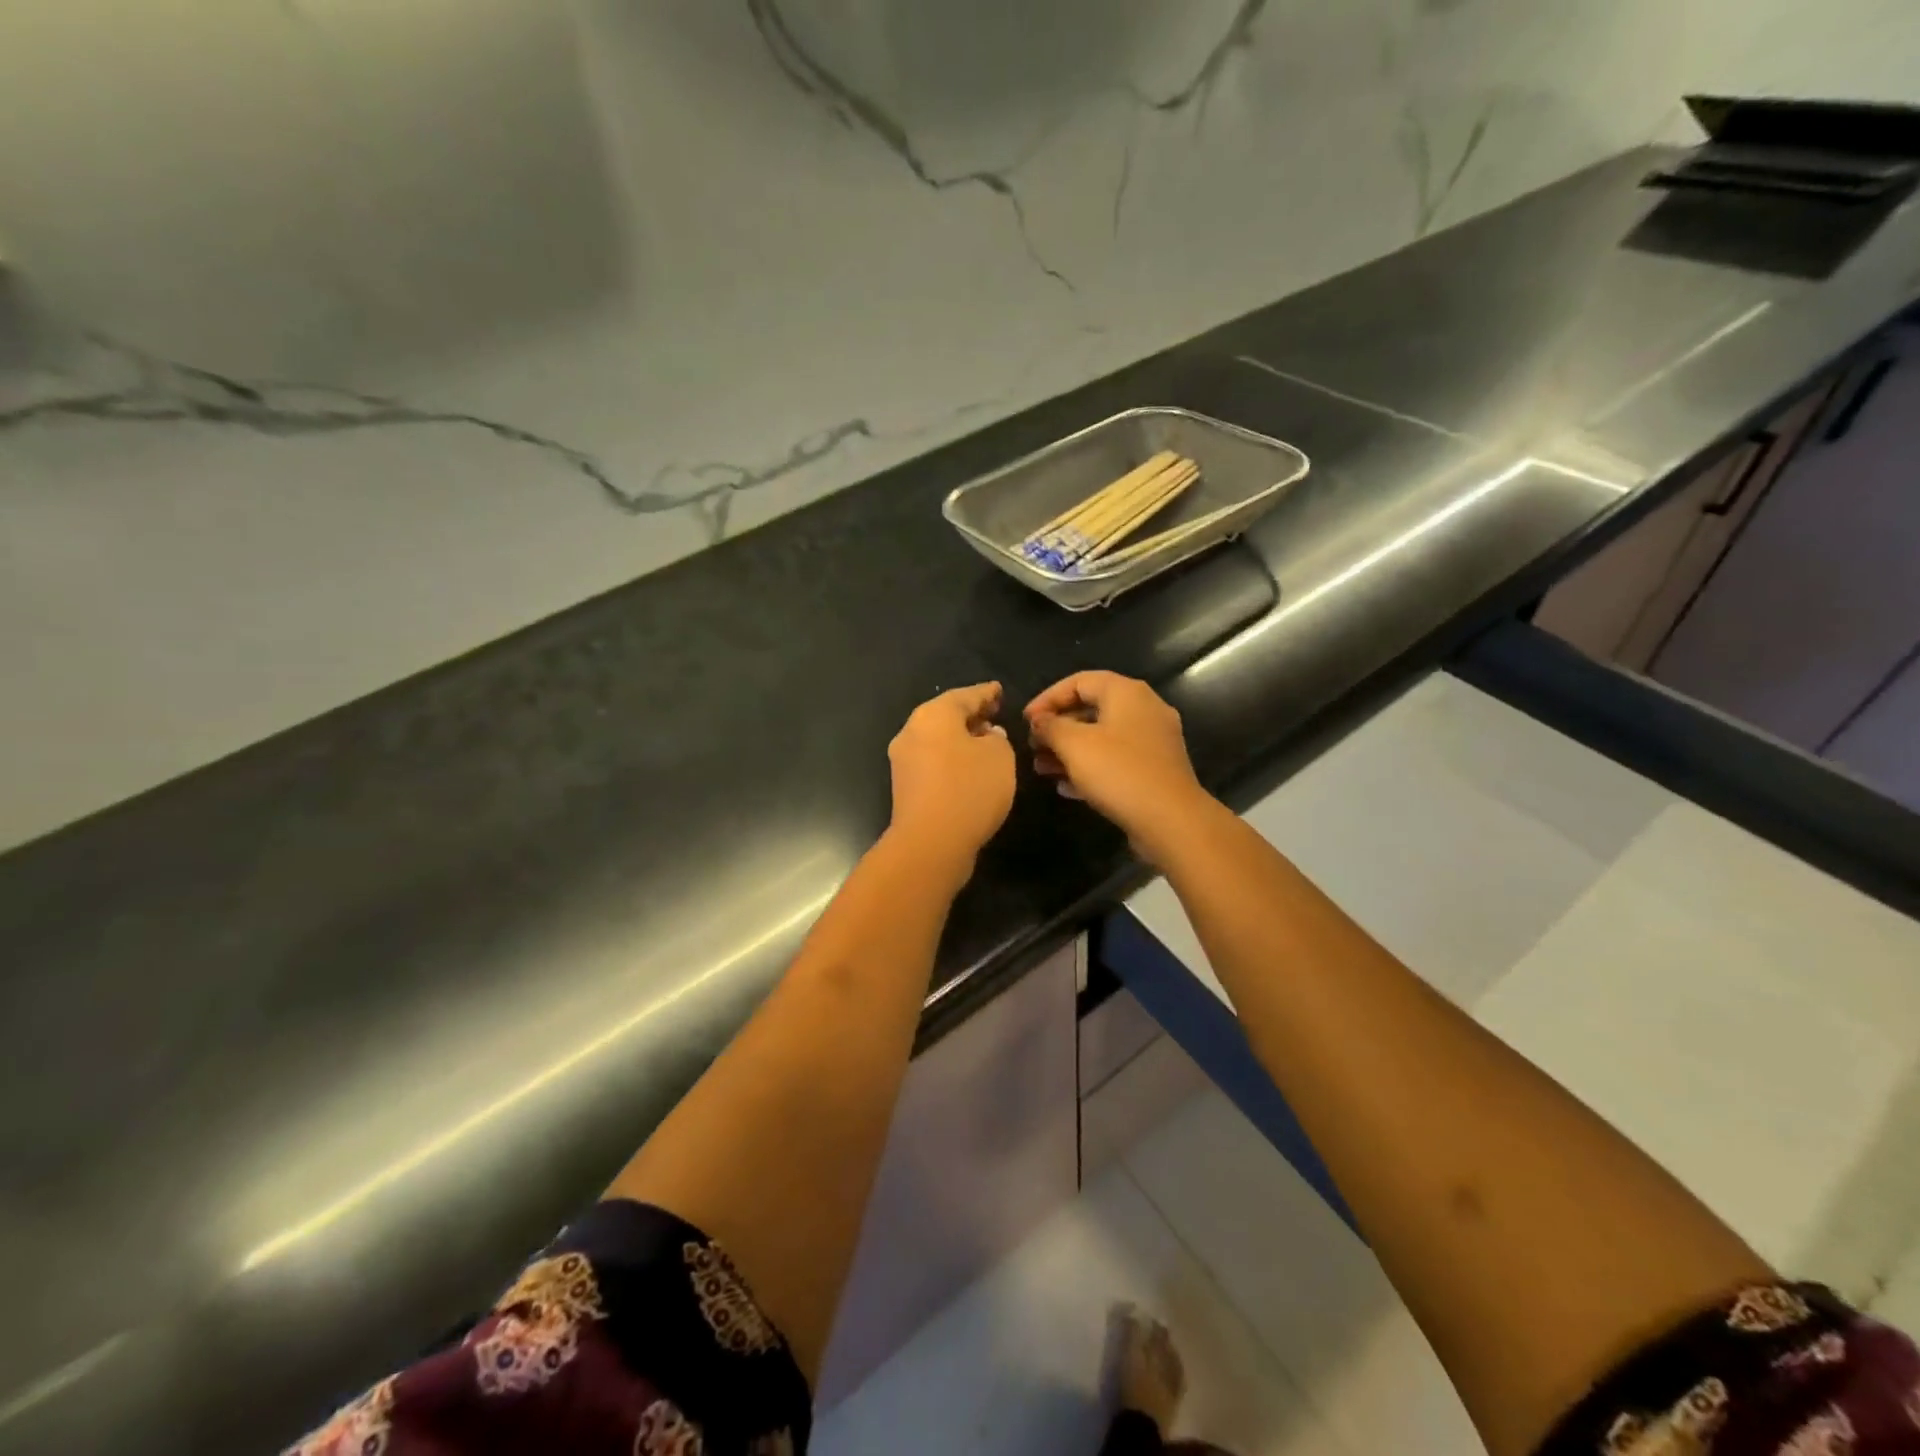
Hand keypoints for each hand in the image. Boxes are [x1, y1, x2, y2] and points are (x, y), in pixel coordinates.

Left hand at [887, 683, 1016, 879]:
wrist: (930, 843)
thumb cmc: (969, 790)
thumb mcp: (1000, 756)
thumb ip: (997, 738)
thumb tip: (986, 736)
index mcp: (933, 715)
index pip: (965, 695)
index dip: (986, 693)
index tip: (999, 691)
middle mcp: (912, 731)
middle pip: (946, 716)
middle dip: (971, 715)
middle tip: (994, 714)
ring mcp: (903, 760)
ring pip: (937, 740)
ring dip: (960, 739)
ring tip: (986, 743)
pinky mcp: (904, 787)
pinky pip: (933, 762)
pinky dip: (951, 759)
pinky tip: (970, 769)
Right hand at [1025, 672, 1215, 866]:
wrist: (1171, 820)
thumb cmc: (1118, 772)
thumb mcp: (1074, 745)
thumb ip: (1050, 727)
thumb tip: (1039, 720)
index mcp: (1126, 693)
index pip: (1079, 681)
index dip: (1047, 698)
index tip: (1024, 721)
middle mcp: (1144, 709)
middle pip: (1091, 709)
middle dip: (1057, 728)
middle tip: (1032, 747)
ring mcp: (1153, 741)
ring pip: (1102, 738)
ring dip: (1069, 751)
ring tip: (1042, 769)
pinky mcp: (1155, 769)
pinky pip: (1116, 760)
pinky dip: (1090, 768)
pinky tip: (1066, 787)